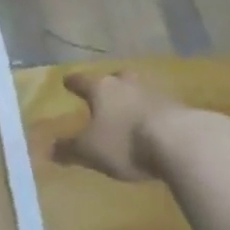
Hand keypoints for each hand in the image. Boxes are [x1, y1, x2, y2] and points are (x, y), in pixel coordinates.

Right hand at [52, 71, 192, 182]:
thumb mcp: (91, 151)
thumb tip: (48, 148)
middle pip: (115, 79)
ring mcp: (155, 93)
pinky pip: (158, 106)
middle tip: (104, 91)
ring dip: (132, 97)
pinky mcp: (178, 108)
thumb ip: (70, 149)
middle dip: (108, 84)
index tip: (67, 81)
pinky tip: (153, 124)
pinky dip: (152, 112)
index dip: (73, 83)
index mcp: (102, 89)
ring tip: (129, 109)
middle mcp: (126, 84)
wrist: (180, 142)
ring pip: (138, 89)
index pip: (82, 81)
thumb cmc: (126, 141)